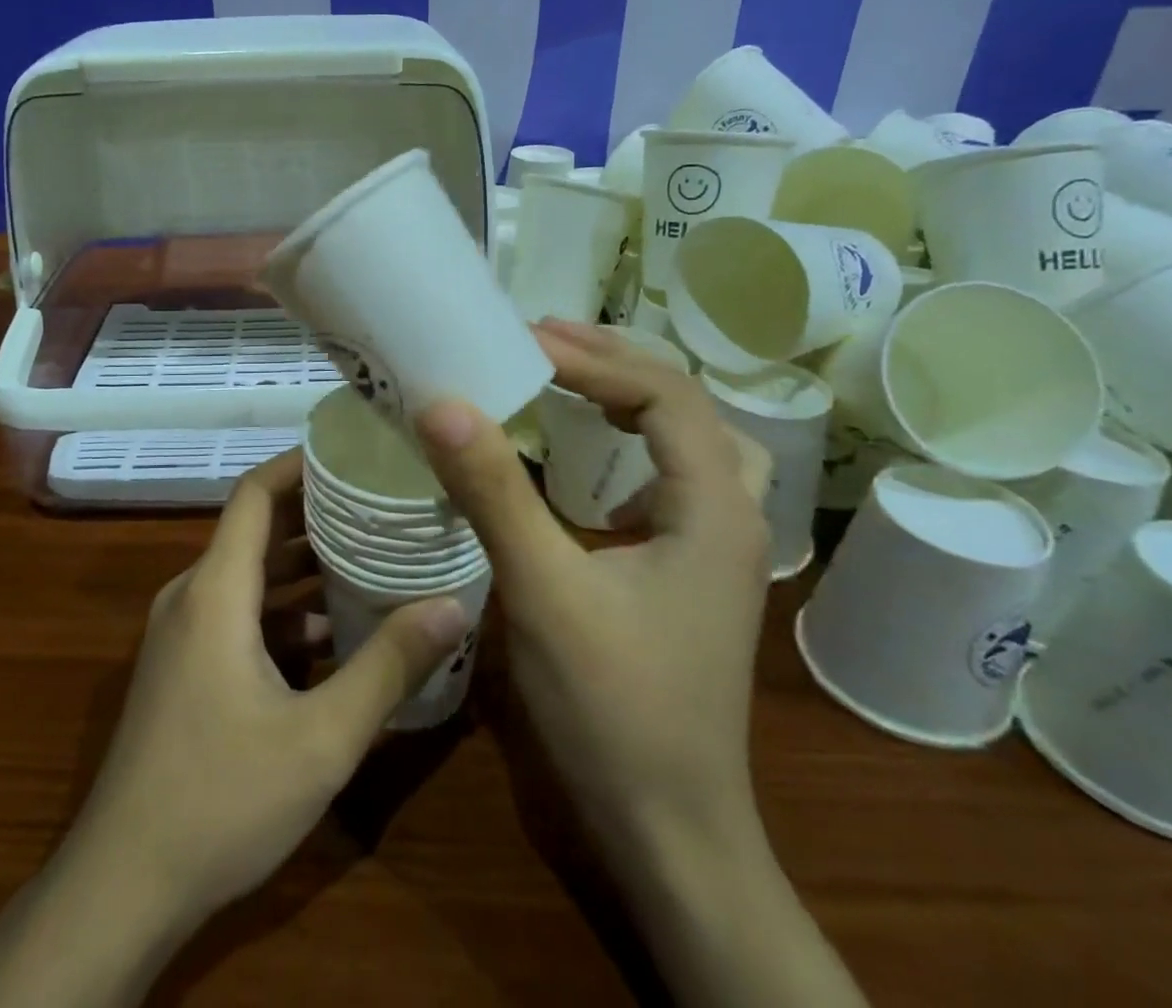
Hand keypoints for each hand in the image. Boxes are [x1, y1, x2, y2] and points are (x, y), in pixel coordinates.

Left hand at [0, 448, 466, 1006]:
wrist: (121, 887)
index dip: (299, 464)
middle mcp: (193, 597)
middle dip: (318, 512)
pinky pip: (240, 615)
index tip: (352, 450)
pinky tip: (337, 633)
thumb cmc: (220, 799)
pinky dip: (286, 611)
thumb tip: (453, 606)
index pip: (255, 494)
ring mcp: (183, 634)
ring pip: (251, 577)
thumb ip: (388, 667)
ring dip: (306, 566)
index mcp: (215, 591)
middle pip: (257, 531)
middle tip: (382, 501)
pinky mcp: (184, 668)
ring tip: (373, 555)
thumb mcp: (320, 738)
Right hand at [417, 319, 770, 859]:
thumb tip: (441, 402)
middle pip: (683, 405)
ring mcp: (716, 548)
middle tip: (539, 339)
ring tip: (568, 375)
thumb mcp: (544, 590)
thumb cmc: (614, 709)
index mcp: (714, 508)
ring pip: (688, 440)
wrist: (670, 832)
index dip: (592, 357)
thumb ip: (493, 492)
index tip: (521, 341)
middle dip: (612, 361)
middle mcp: (730, 515)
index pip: (663, 394)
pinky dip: (632, 444)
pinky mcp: (691, 573)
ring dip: (631, 396)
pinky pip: (671, 478)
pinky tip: (591, 459)